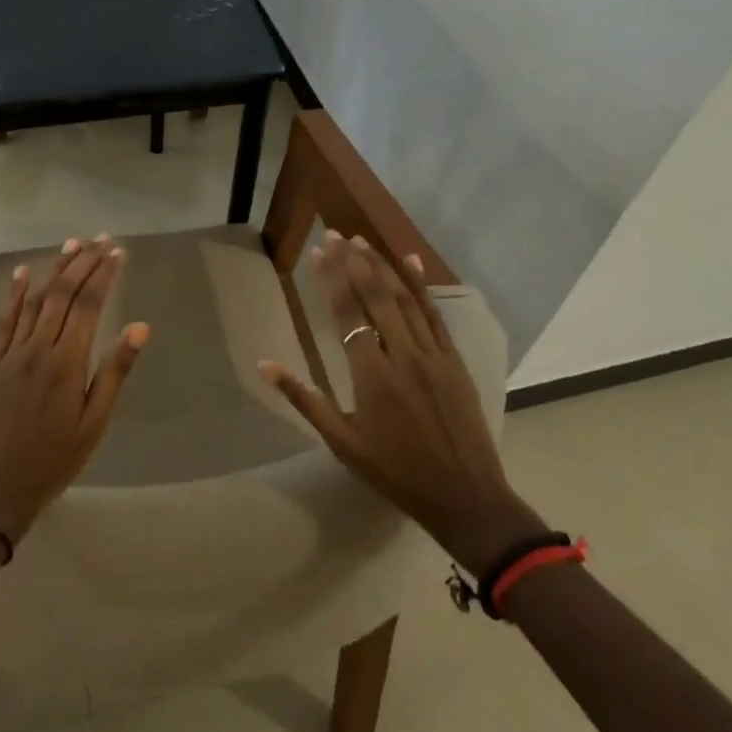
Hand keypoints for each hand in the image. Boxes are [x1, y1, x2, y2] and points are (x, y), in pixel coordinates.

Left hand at [0, 234, 150, 541]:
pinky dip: (14, 293)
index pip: (87, 305)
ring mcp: (12, 352)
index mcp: (66, 363)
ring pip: (35, 299)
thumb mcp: (95, 423)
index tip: (117, 252)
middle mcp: (37, 348)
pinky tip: (21, 272)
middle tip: (101, 238)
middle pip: (62, 294)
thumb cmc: (54, 460)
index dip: (103, 275)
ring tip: (72, 243)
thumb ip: (115, 371)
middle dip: (83, 262)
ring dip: (54, 269)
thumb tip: (140, 326)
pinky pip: (5, 319)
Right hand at [259, 231, 544, 573]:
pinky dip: (421, 286)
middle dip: (354, 263)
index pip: (347, 315)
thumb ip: (305, 400)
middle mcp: (403, 356)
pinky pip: (434, 315)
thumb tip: (265, 364)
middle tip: (336, 234)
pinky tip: (411, 262)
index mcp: (372, 377)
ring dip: (383, 267)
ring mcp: (433, 355)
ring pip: (405, 300)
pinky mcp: (453, 360)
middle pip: (376, 298)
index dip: (331, 280)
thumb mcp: (342, 442)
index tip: (318, 252)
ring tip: (363, 241)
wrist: (466, 497)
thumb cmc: (395, 472)